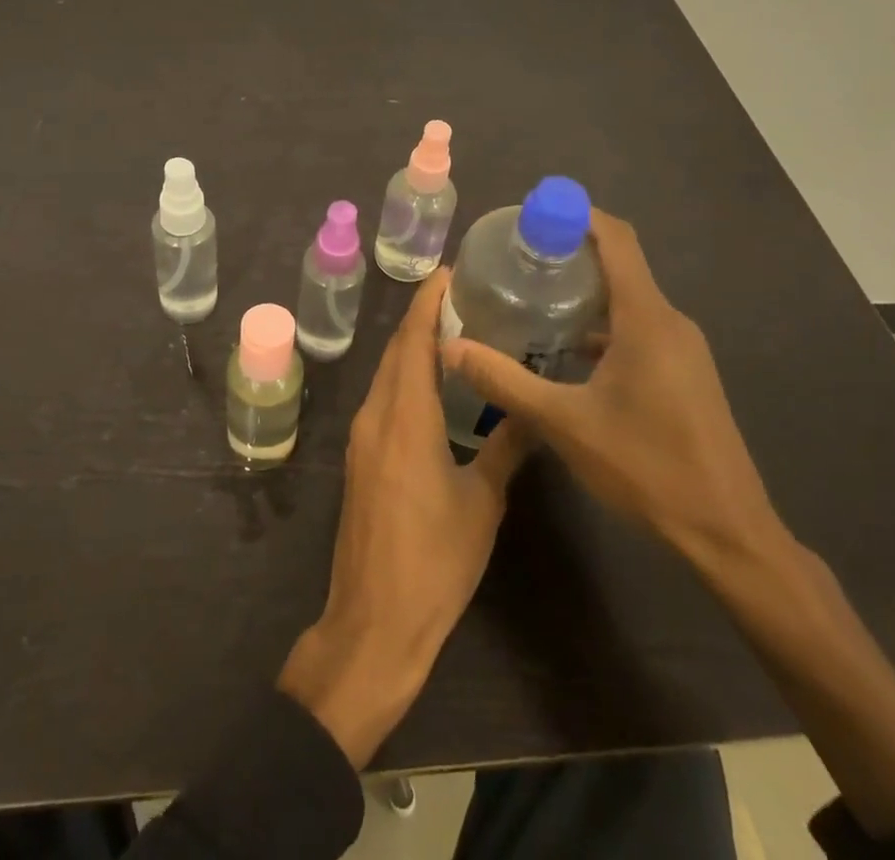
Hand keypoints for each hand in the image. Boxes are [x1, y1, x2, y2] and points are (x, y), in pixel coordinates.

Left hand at [279, 269, 528, 766]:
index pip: (413, 341)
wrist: (374, 621)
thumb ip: (506, 448)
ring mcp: (362, 437)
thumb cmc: (434, 562)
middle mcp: (376, 415)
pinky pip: (383, 398)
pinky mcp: (360, 458)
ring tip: (455, 329)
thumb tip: (533, 410)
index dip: (428, 302)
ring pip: (387, 373)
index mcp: (405, 418)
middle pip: (396, 350)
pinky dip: (405, 376)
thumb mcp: (481, 502)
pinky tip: (433, 383)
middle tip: (463, 294)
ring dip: (413, 346)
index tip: (449, 272)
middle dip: (422, 317)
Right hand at [441, 209, 782, 568]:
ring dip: (584, 291)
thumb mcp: (564, 423)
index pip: (616, 238)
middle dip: (569, 252)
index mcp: (646, 318)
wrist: (729, 533)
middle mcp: (669, 321)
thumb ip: (504, 381)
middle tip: (516, 257)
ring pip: (628, 299)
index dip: (576, 214)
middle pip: (620, 263)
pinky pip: (638, 328)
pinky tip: (565, 351)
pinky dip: (601, 324)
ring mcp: (682, 349)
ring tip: (531, 298)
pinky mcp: (683, 374)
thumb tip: (450, 346)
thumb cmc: (647, 467)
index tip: (532, 213)